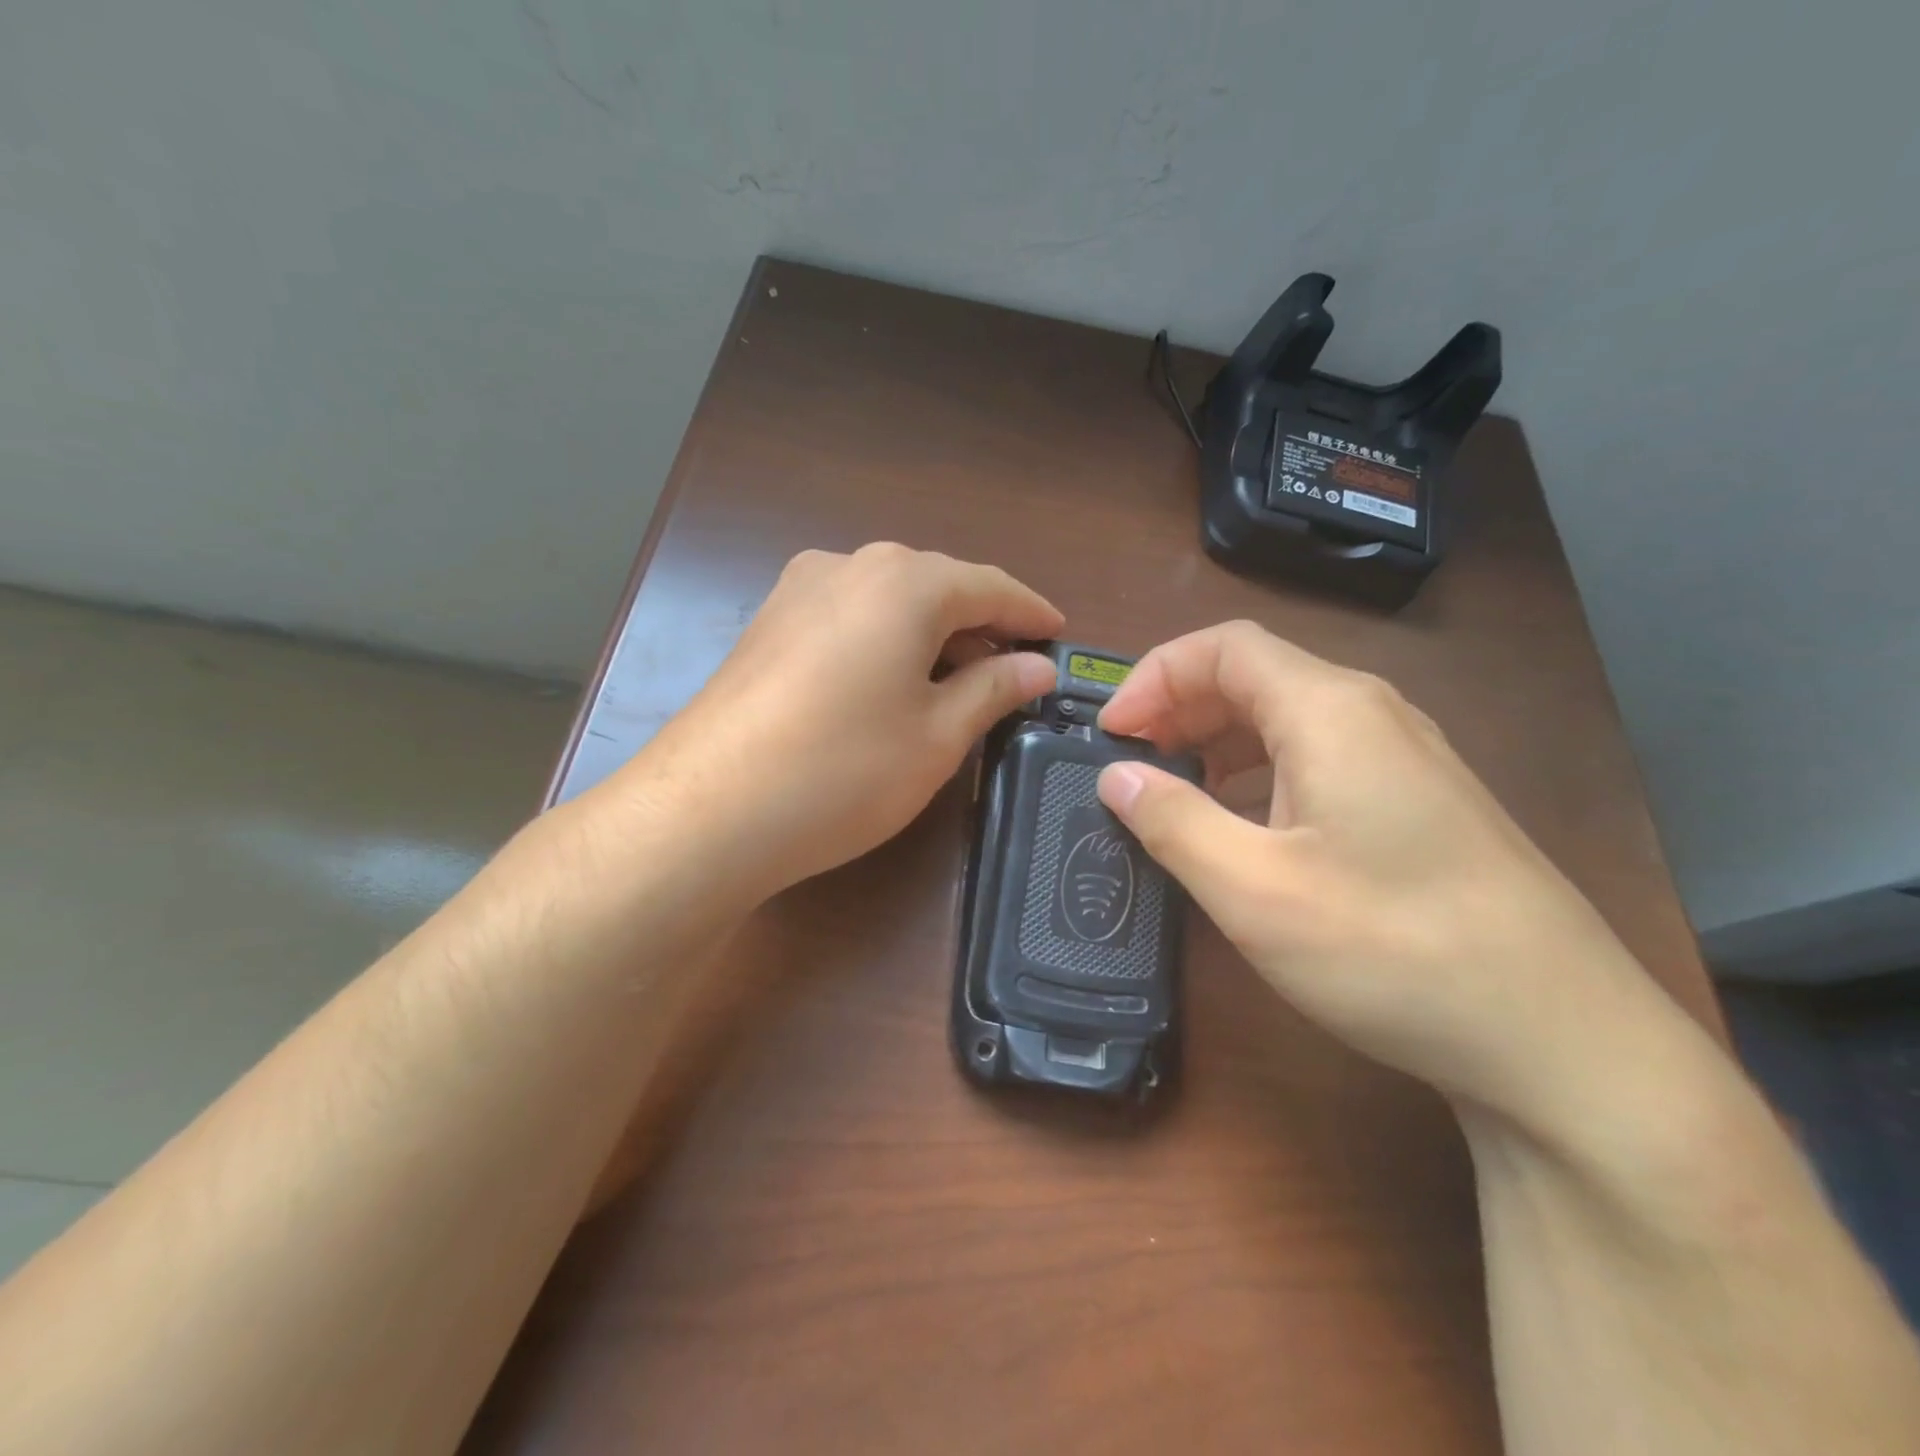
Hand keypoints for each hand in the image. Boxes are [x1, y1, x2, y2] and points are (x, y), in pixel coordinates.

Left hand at [620, 544, 1061, 896]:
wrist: (709, 810)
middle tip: (1014, 670)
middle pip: (936, 586)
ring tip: (960, 681)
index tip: (1059, 637)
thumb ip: (993, 689)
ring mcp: (798, 590)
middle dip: (980, 625)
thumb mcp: (938, 736)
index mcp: (904, 581)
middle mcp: (849, 565)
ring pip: (888, 601)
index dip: (1030, 614)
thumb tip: (1036, 667)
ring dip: (931, 635)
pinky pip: (849, 618)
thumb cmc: (845, 771)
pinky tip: (894, 683)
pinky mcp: (768, 624)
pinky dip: (886, 642)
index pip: (989, 586)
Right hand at [1094, 621, 1705, 1143]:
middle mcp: (1371, 714)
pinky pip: (1317, 757)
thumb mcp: (1255, 891)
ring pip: (1285, 717)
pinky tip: (1240, 826)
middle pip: (1254, 675)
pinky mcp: (1417, 802)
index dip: (1154, 677)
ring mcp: (1403, 757)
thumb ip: (1174, 821)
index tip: (1110, 735)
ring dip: (1216, 740)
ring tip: (1171, 791)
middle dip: (1178, 707)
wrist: (1562, 1041)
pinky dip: (1257, 772)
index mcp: (1330, 711)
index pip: (1223, 647)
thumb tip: (1116, 777)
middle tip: (1130, 763)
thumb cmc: (1393, 950)